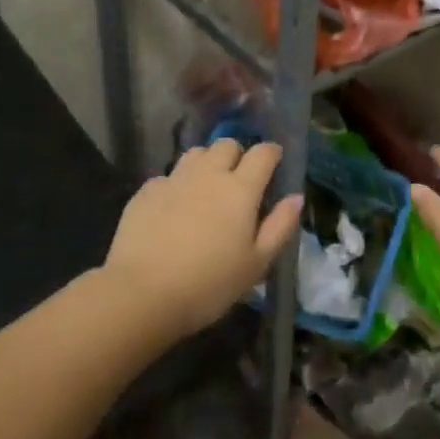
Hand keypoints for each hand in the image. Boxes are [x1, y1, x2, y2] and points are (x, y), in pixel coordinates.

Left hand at [99, 140, 302, 338]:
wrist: (143, 293)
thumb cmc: (209, 284)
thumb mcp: (256, 264)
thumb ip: (280, 226)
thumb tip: (296, 197)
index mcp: (240, 189)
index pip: (262, 153)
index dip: (271, 153)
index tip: (275, 162)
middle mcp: (208, 174)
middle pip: (227, 145)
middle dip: (237, 154)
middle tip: (239, 179)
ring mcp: (174, 179)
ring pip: (196, 154)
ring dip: (207, 162)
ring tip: (207, 187)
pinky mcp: (146, 191)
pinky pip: (168, 176)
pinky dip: (177, 184)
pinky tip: (174, 208)